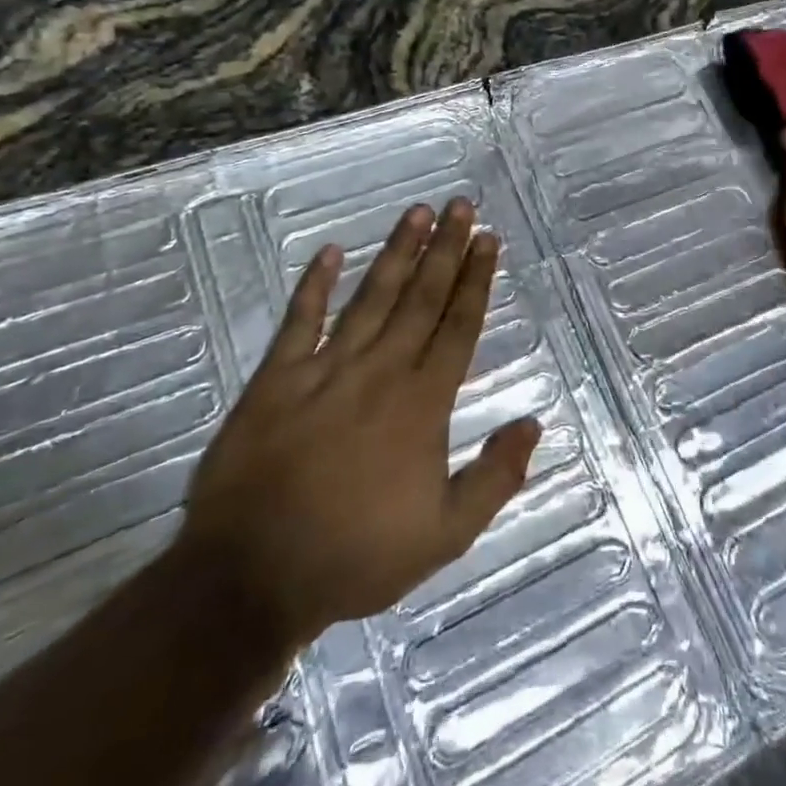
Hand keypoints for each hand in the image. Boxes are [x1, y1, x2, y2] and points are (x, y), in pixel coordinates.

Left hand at [177, 199, 540, 653]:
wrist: (252, 578)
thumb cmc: (356, 557)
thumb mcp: (445, 535)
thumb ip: (494, 478)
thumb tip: (533, 424)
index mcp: (422, 403)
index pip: (458, 326)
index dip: (476, 280)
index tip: (488, 240)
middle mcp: (380, 371)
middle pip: (421, 297)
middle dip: (446, 248)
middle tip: (461, 206)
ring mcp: (326, 369)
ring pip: (371, 297)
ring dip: (397, 252)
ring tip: (418, 213)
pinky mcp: (276, 379)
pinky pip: (299, 321)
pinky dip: (313, 284)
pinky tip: (329, 251)